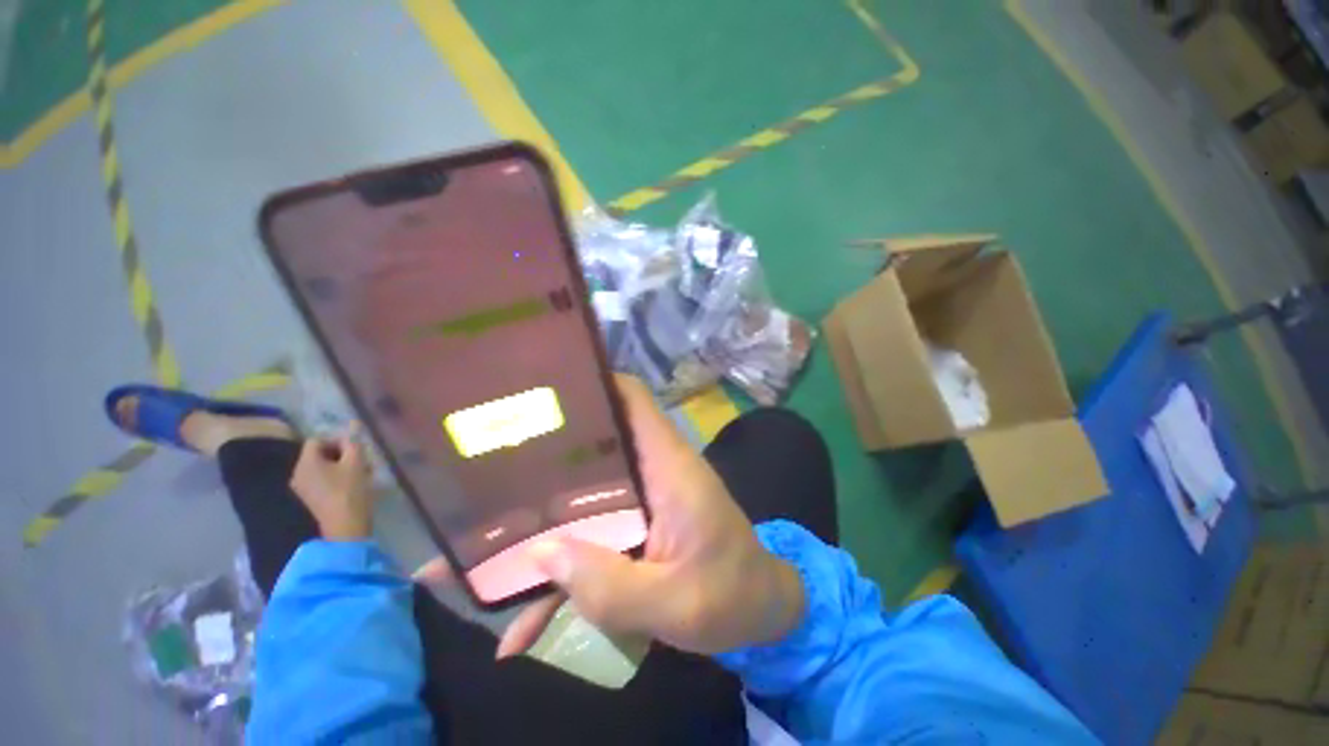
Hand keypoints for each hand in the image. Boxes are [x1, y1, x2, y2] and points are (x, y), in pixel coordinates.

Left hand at [289, 426, 374, 540]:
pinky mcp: (310, 498)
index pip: (317, 440)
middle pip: (319, 453)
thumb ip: (353, 443)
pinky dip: (336, 477)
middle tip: (361, 461)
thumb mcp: (356, 462)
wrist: (345, 526)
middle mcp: (298, 473)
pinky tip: (352, 484)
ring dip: (341, 465)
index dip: (337, 440)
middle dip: (341, 453)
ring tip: (361, 473)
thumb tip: (352, 426)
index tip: (355, 450)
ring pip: (322, 466)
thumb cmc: (350, 490)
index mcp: (306, 463)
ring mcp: (302, 487)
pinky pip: (321, 479)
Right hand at [416, 376, 805, 657]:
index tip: (540, 385)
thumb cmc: (731, 597)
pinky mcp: (635, 524)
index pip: (632, 398)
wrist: (758, 610)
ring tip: (477, 539)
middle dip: (546, 446)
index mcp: (667, 466)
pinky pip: (591, 533)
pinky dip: (561, 569)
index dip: (593, 382)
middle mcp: (650, 470)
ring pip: (583, 489)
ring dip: (540, 514)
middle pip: (595, 439)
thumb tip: (541, 554)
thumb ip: (611, 587)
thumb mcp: (676, 606)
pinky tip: (521, 621)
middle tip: (485, 455)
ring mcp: (640, 498)